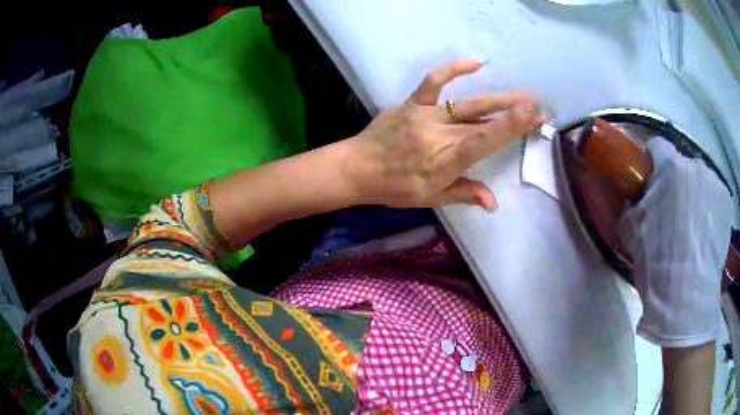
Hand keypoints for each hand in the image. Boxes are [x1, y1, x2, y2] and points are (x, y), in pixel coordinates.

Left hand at [341, 60, 544, 210]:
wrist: (358, 168)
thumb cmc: (396, 187)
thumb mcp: (431, 198)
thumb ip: (465, 194)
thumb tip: (494, 202)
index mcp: (447, 160)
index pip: (486, 141)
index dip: (512, 127)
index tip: (534, 116)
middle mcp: (441, 134)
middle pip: (485, 121)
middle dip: (516, 113)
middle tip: (540, 107)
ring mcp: (427, 115)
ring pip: (469, 103)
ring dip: (499, 98)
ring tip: (523, 94)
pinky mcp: (413, 103)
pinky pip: (434, 81)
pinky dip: (453, 69)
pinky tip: (476, 63)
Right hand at [619, 137, 733, 346]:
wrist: (686, 296)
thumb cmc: (657, 260)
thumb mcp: (631, 230)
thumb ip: (633, 203)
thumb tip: (636, 198)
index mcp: (670, 167)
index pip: (656, 146)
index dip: (651, 162)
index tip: (650, 182)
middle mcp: (695, 166)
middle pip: (682, 166)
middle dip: (677, 184)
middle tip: (673, 214)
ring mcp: (715, 183)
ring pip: (701, 181)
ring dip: (696, 195)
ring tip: (693, 229)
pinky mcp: (727, 203)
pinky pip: (715, 197)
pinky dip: (710, 209)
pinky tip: (706, 235)